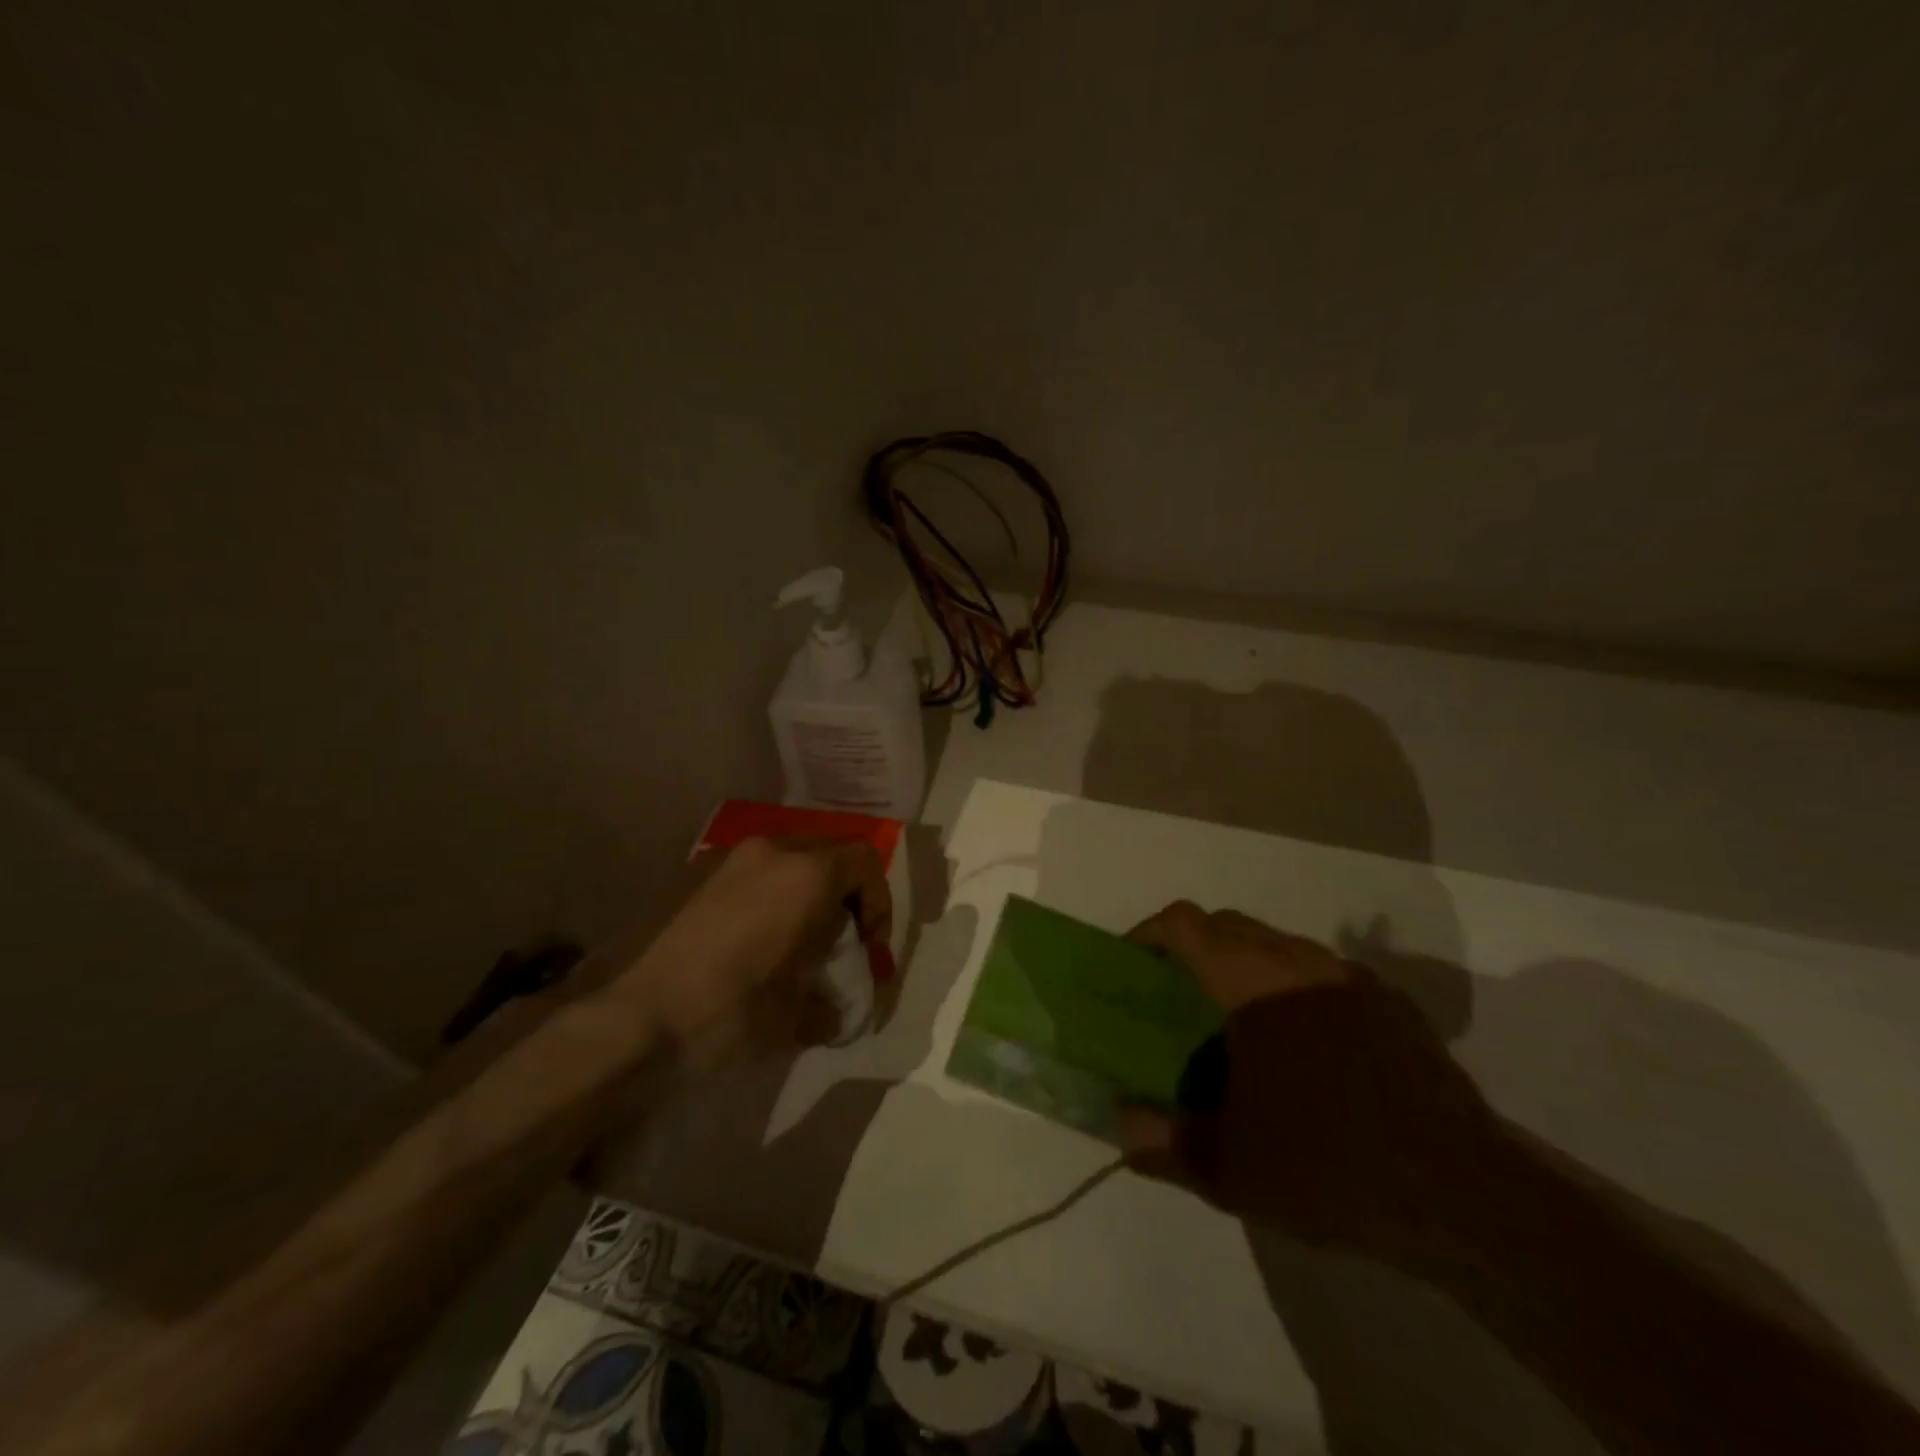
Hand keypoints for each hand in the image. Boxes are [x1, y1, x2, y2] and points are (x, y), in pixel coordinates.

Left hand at [622, 837, 891, 1052]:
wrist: (634, 1018)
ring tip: (793, 941)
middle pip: (829, 853)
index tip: (868, 948)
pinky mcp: (695, 873)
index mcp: (807, 875)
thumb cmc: (730, 1011)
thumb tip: (833, 1014)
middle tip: (838, 940)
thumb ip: (829, 1006)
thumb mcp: (794, 1017)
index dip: (879, 904)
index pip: (866, 863)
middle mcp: (772, 850)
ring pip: (788, 859)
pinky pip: (751, 872)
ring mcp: (729, 858)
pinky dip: (768, 895)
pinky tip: (751, 941)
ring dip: (804, 892)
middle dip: (845, 894)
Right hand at [1116, 902, 1507, 1261]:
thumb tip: (1119, 1124)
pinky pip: (1324, 972)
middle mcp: (1301, 964)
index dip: (1150, 932)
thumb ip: (1162, 1142)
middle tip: (1178, 997)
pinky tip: (1306, 1046)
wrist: (1467, 1199)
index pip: (1186, 924)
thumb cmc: (1331, 1170)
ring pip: (1279, 944)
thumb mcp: (1230, 1170)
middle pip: (1230, 924)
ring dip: (1245, 963)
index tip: (1133, 961)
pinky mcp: (1393, 1004)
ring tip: (1238, 1022)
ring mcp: (1352, 980)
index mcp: (1255, 986)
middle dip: (1194, 946)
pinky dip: (1294, 985)